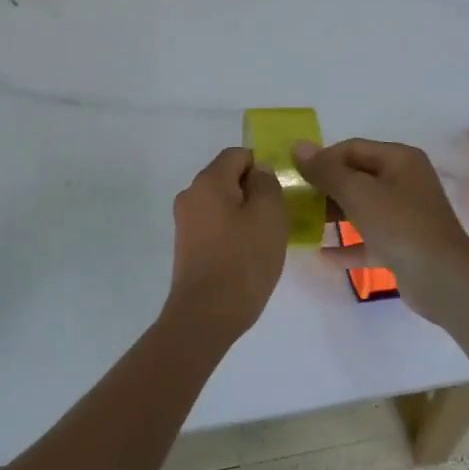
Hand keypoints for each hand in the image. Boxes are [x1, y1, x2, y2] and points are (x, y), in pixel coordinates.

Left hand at [163, 147, 287, 343]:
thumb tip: (259, 172)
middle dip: (255, 191)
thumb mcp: (269, 215)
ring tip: (267, 239)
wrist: (206, 314)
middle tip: (280, 216)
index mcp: (208, 181)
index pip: (238, 155)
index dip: (263, 166)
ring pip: (222, 203)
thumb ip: (267, 184)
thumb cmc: (243, 260)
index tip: (283, 191)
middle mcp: (191, 194)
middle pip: (228, 178)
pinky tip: (249, 254)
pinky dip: (233, 232)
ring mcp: (185, 221)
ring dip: (245, 214)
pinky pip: (215, 225)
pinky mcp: (187, 245)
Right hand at [292, 138, 468, 322]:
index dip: (322, 158)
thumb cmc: (399, 225)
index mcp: (399, 159)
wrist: (443, 280)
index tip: (295, 175)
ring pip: (361, 208)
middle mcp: (405, 181)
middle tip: (294, 200)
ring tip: (301, 224)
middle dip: (325, 187)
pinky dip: (348, 245)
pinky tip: (322, 256)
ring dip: (333, 215)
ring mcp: (406, 215)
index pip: (352, 148)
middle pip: (356, 177)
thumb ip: (326, 170)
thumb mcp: (357, 192)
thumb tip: (298, 146)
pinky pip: (369, 240)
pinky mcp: (403, 245)